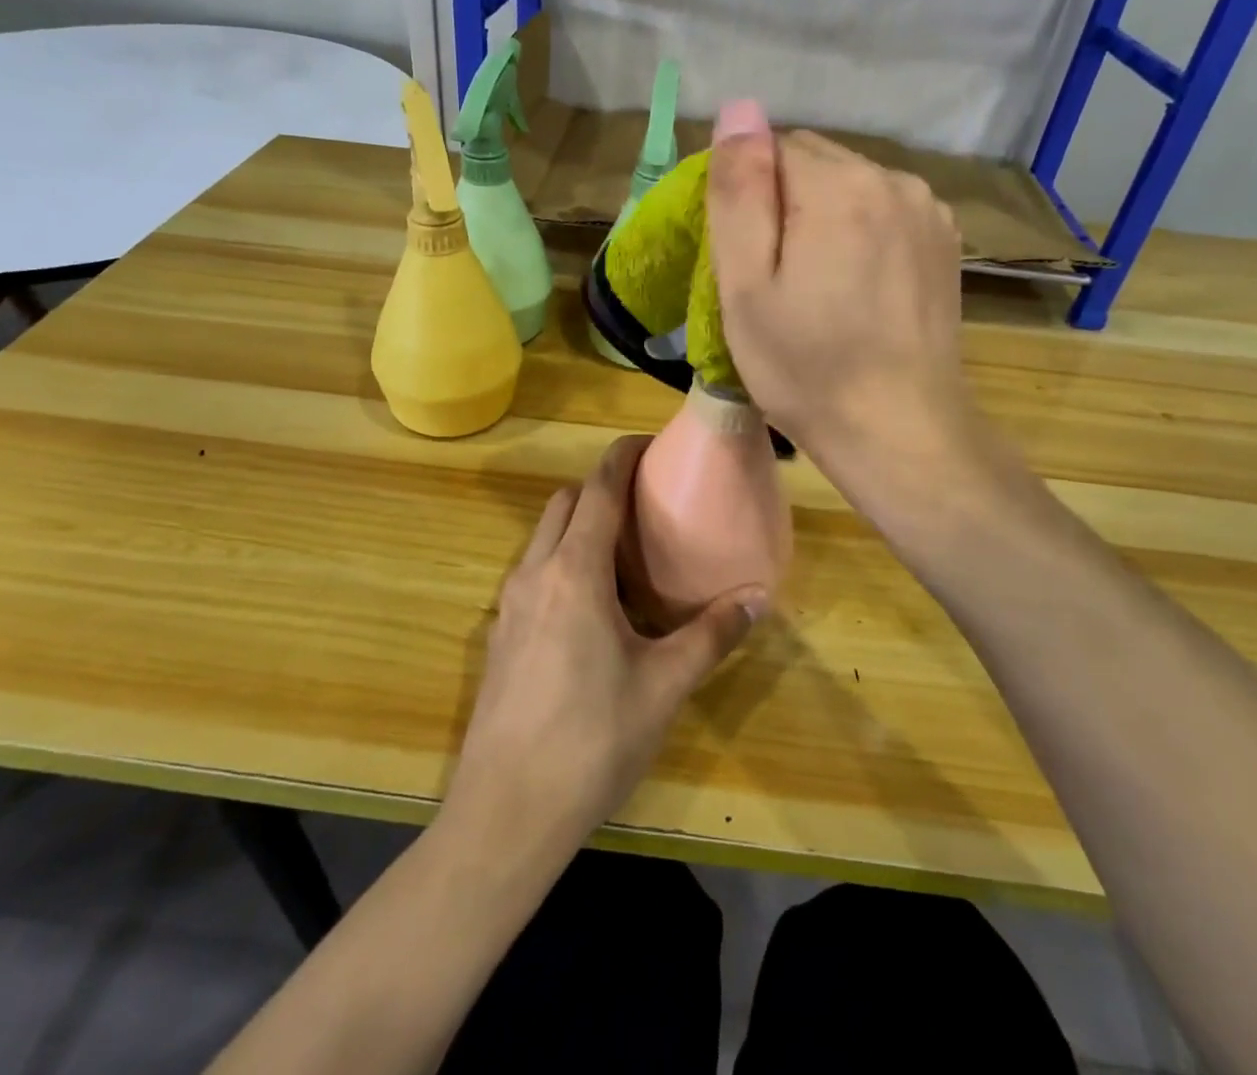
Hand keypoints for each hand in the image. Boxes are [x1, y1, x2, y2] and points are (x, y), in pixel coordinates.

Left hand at [444, 437, 766, 855]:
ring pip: (543, 537)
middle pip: (564, 503)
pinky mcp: (500, 635)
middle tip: (645, 501)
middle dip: (601, 487)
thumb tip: (756, 598)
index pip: (598, 490)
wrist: (505, 813)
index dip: (621, 457)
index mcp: (574, 572)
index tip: (649, 444)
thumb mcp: (663, 686)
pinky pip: (533, 572)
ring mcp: (509, 604)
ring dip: (578, 524)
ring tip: (623, 550)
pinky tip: (592, 606)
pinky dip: (561, 560)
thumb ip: (710, 635)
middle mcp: (535, 573)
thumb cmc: (591, 741)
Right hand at [705, 100, 971, 484]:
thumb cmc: (807, 367)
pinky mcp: (946, 243)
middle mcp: (894, 180)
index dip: (747, 197)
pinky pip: (885, 212)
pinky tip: (856, 289)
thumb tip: (739, 109)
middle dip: (785, 203)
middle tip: (774, 279)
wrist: (901, 432)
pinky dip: (860, 234)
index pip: (773, 147)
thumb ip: (739, 191)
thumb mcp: (747, 286)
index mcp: (840, 185)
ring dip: (823, 217)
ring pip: (851, 186)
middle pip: (815, 162)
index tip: (744, 256)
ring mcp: (929, 211)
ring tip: (816, 288)